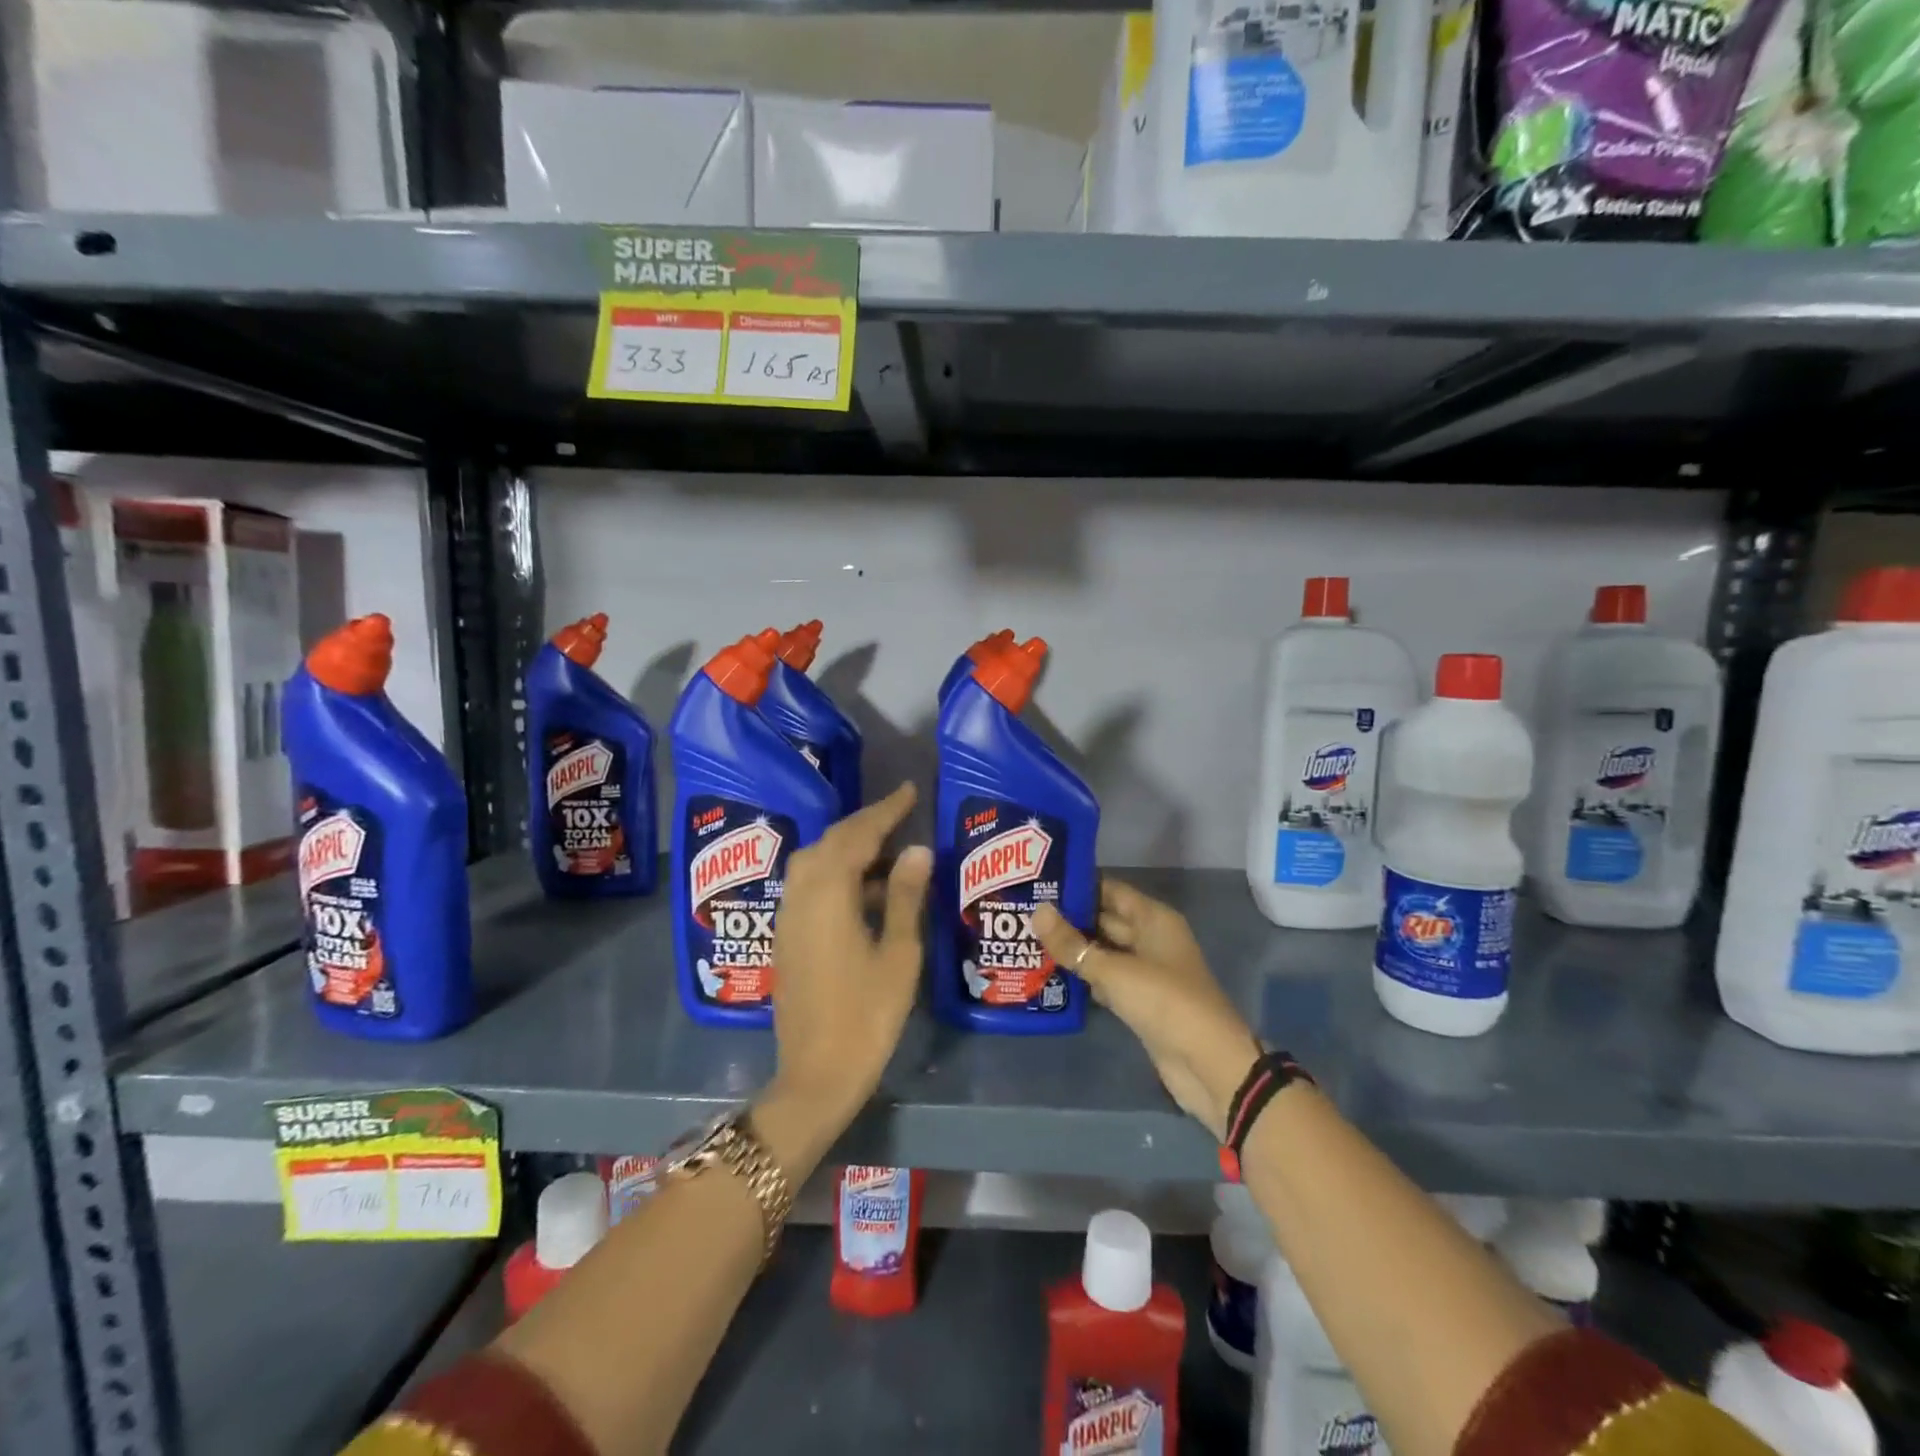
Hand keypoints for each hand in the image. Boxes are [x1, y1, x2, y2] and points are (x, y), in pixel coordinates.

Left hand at [763, 783, 930, 1154]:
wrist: (815, 1073)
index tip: (909, 791)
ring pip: (815, 861)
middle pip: (831, 842)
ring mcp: (788, 916)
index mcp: (829, 894)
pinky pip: (809, 884)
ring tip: (886, 847)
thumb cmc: (867, 1015)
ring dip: (848, 846)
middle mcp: (801, 895)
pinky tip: (863, 887)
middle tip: (900, 814)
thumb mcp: (898, 954)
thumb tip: (917, 849)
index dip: (885, 811)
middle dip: (864, 823)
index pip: (858, 835)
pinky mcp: (786, 935)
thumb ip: (903, 896)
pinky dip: (835, 871)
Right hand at [1032, 880, 1260, 1140]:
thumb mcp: (1114, 971)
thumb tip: (1037, 912)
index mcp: (1153, 919)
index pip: (1109, 889)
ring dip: (1072, 949)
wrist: (1207, 1064)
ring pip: (1102, 951)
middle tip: (1024, 912)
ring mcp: (1146, 971)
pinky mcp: (1139, 1001)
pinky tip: (1049, 974)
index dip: (1076, 885)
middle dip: (1068, 918)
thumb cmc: (1165, 1002)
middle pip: (1104, 919)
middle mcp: (1150, 938)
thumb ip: (1073, 944)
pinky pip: (1106, 979)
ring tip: (1028, 939)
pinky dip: (1083, 977)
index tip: (1038, 882)